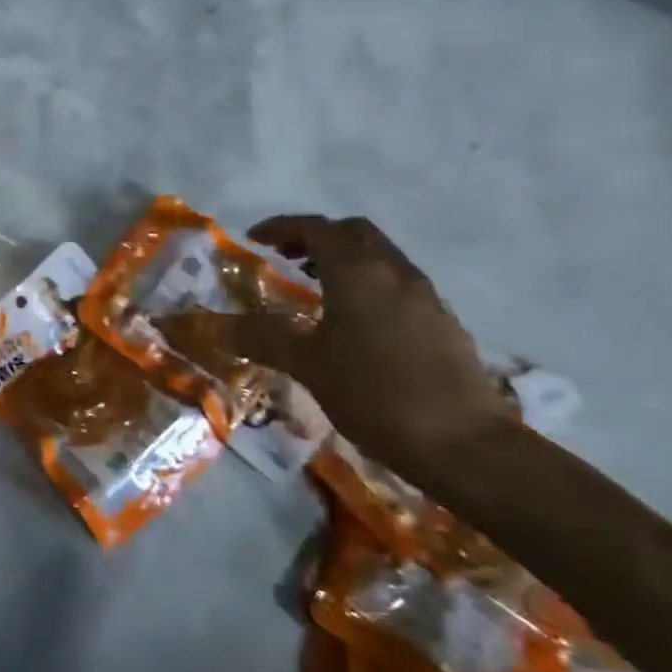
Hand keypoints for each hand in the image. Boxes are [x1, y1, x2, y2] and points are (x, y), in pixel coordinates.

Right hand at [222, 214, 513, 478]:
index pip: (317, 228)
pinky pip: (395, 283)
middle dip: (316, 236)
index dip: (281, 227)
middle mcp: (394, 272)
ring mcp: (424, 296)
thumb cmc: (374, 393)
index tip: (253, 238)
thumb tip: (208, 324)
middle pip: (354, 232)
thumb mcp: (306, 364)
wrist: (463, 444)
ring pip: (379, 256)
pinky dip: (366, 283)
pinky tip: (352, 322)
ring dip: (343, 259)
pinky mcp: (442, 322)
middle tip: (284, 257)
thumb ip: (258, 337)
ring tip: (313, 288)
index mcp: (358, 272)